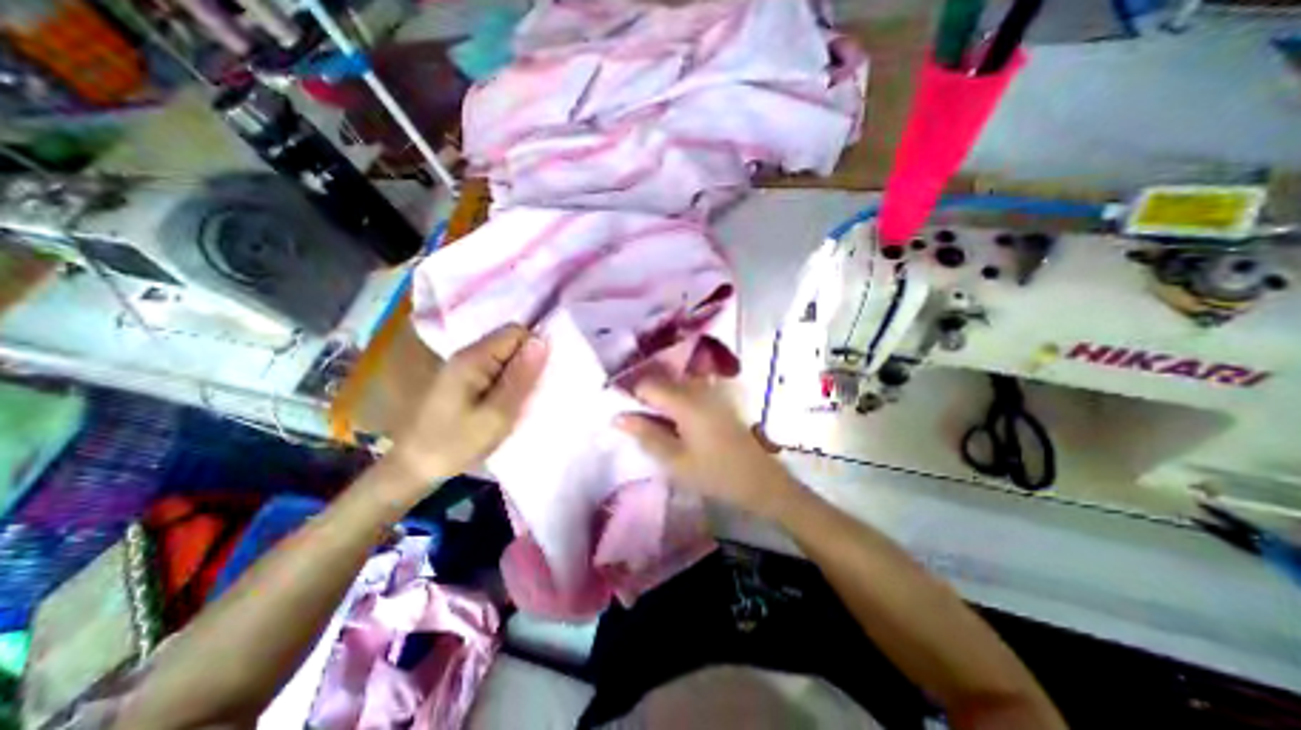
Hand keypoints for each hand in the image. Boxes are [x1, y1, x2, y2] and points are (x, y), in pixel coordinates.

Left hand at [387, 329, 545, 494]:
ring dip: (519, 373)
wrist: (412, 468)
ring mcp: (463, 366)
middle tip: (532, 392)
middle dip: (527, 362)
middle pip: (510, 341)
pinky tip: (508, 401)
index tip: (540, 377)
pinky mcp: (462, 379)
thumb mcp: (496, 415)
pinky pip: (495, 368)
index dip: (534, 349)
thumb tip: (542, 340)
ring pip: (504, 356)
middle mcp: (467, 354)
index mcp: (473, 358)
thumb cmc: (456, 444)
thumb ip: (521, 377)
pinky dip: (507, 381)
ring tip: (523, 399)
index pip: (516, 332)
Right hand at [615, 376, 797, 518]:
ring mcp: (712, 392)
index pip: (647, 384)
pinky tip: (678, 427)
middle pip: (662, 382)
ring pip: (675, 387)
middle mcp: (699, 388)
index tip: (627, 418)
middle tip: (641, 427)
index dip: (632, 398)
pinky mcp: (720, 400)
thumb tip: (618, 417)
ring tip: (658, 429)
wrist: (761, 481)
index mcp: (686, 401)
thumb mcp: (674, 461)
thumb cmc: (715, 474)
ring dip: (662, 403)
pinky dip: (677, 405)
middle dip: (646, 400)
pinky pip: (690, 393)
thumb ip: (644, 435)